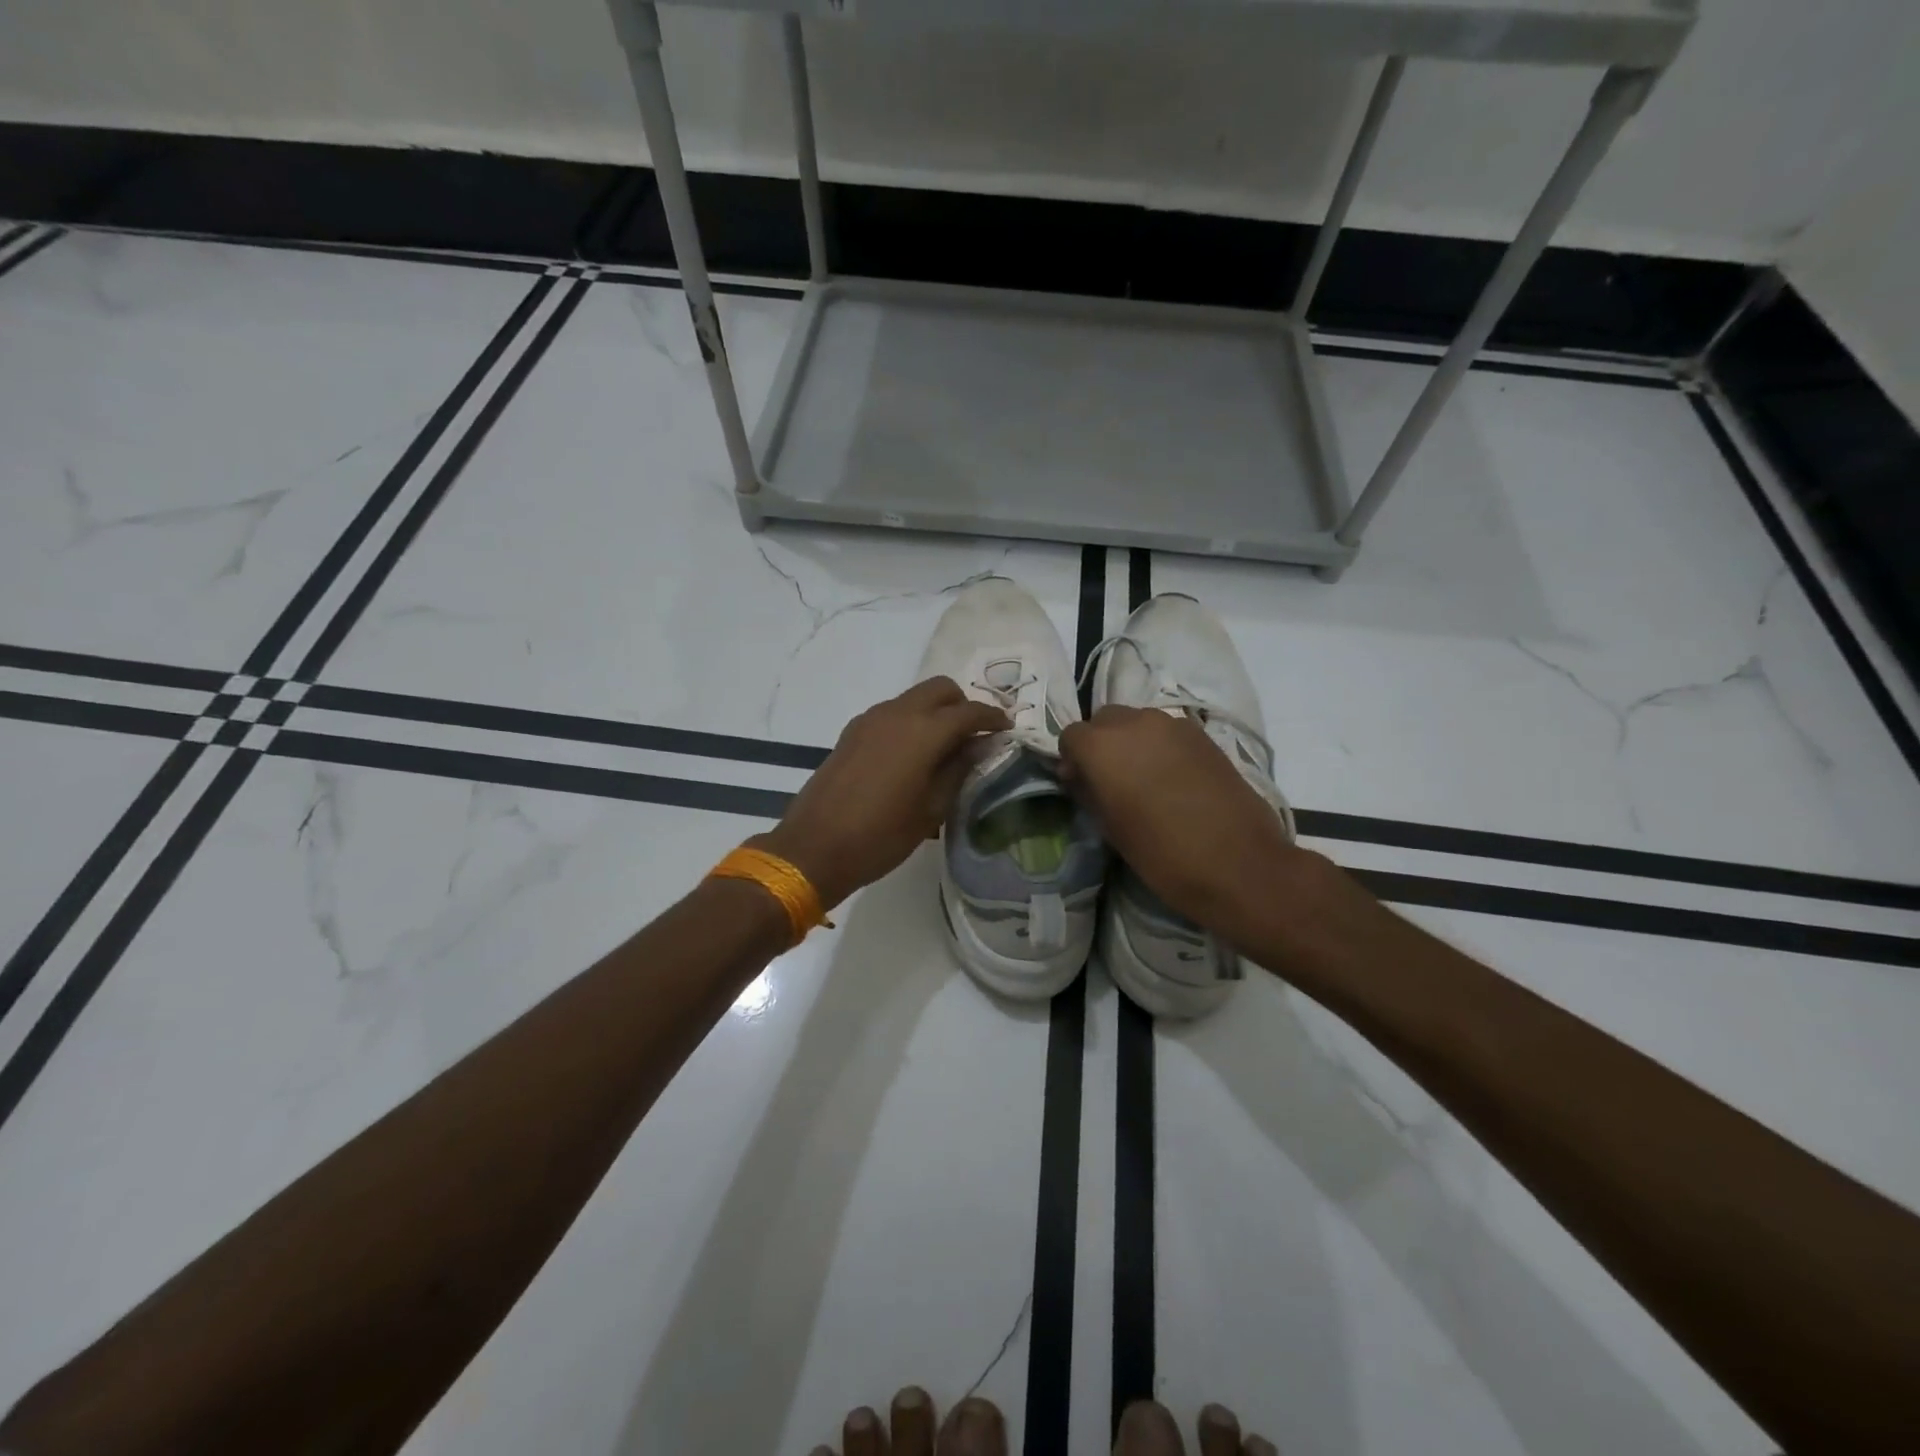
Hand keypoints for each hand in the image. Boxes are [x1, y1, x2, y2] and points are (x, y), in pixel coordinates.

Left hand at [755, 677, 1008, 909]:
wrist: (814, 848)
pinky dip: (911, 722)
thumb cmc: (881, 836)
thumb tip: (979, 746)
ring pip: (913, 698)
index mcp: (922, 732)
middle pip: (940, 689)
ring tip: (944, 748)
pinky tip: (912, 757)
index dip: (992, 718)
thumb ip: (958, 770)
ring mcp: (870, 720)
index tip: (1007, 729)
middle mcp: (896, 714)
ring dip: (935, 712)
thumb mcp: (931, 809)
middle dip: (962, 705)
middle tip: (974, 736)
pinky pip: (892, 713)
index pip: (968, 711)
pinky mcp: (852, 732)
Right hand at [1059, 705, 1303, 943]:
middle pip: (1104, 721)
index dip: (1073, 760)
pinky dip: (1161, 747)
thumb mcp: (1110, 828)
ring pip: (1138, 722)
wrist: (1237, 863)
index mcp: (1102, 746)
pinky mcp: (1203, 735)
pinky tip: (1173, 779)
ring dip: (1132, 743)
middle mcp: (1134, 723)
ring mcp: (1172, 724)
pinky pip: (1168, 732)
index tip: (1081, 785)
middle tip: (1110, 780)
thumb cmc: (1161, 853)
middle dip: (1101, 744)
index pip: (1071, 736)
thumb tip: (1081, 777)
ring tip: (1144, 779)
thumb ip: (1089, 792)